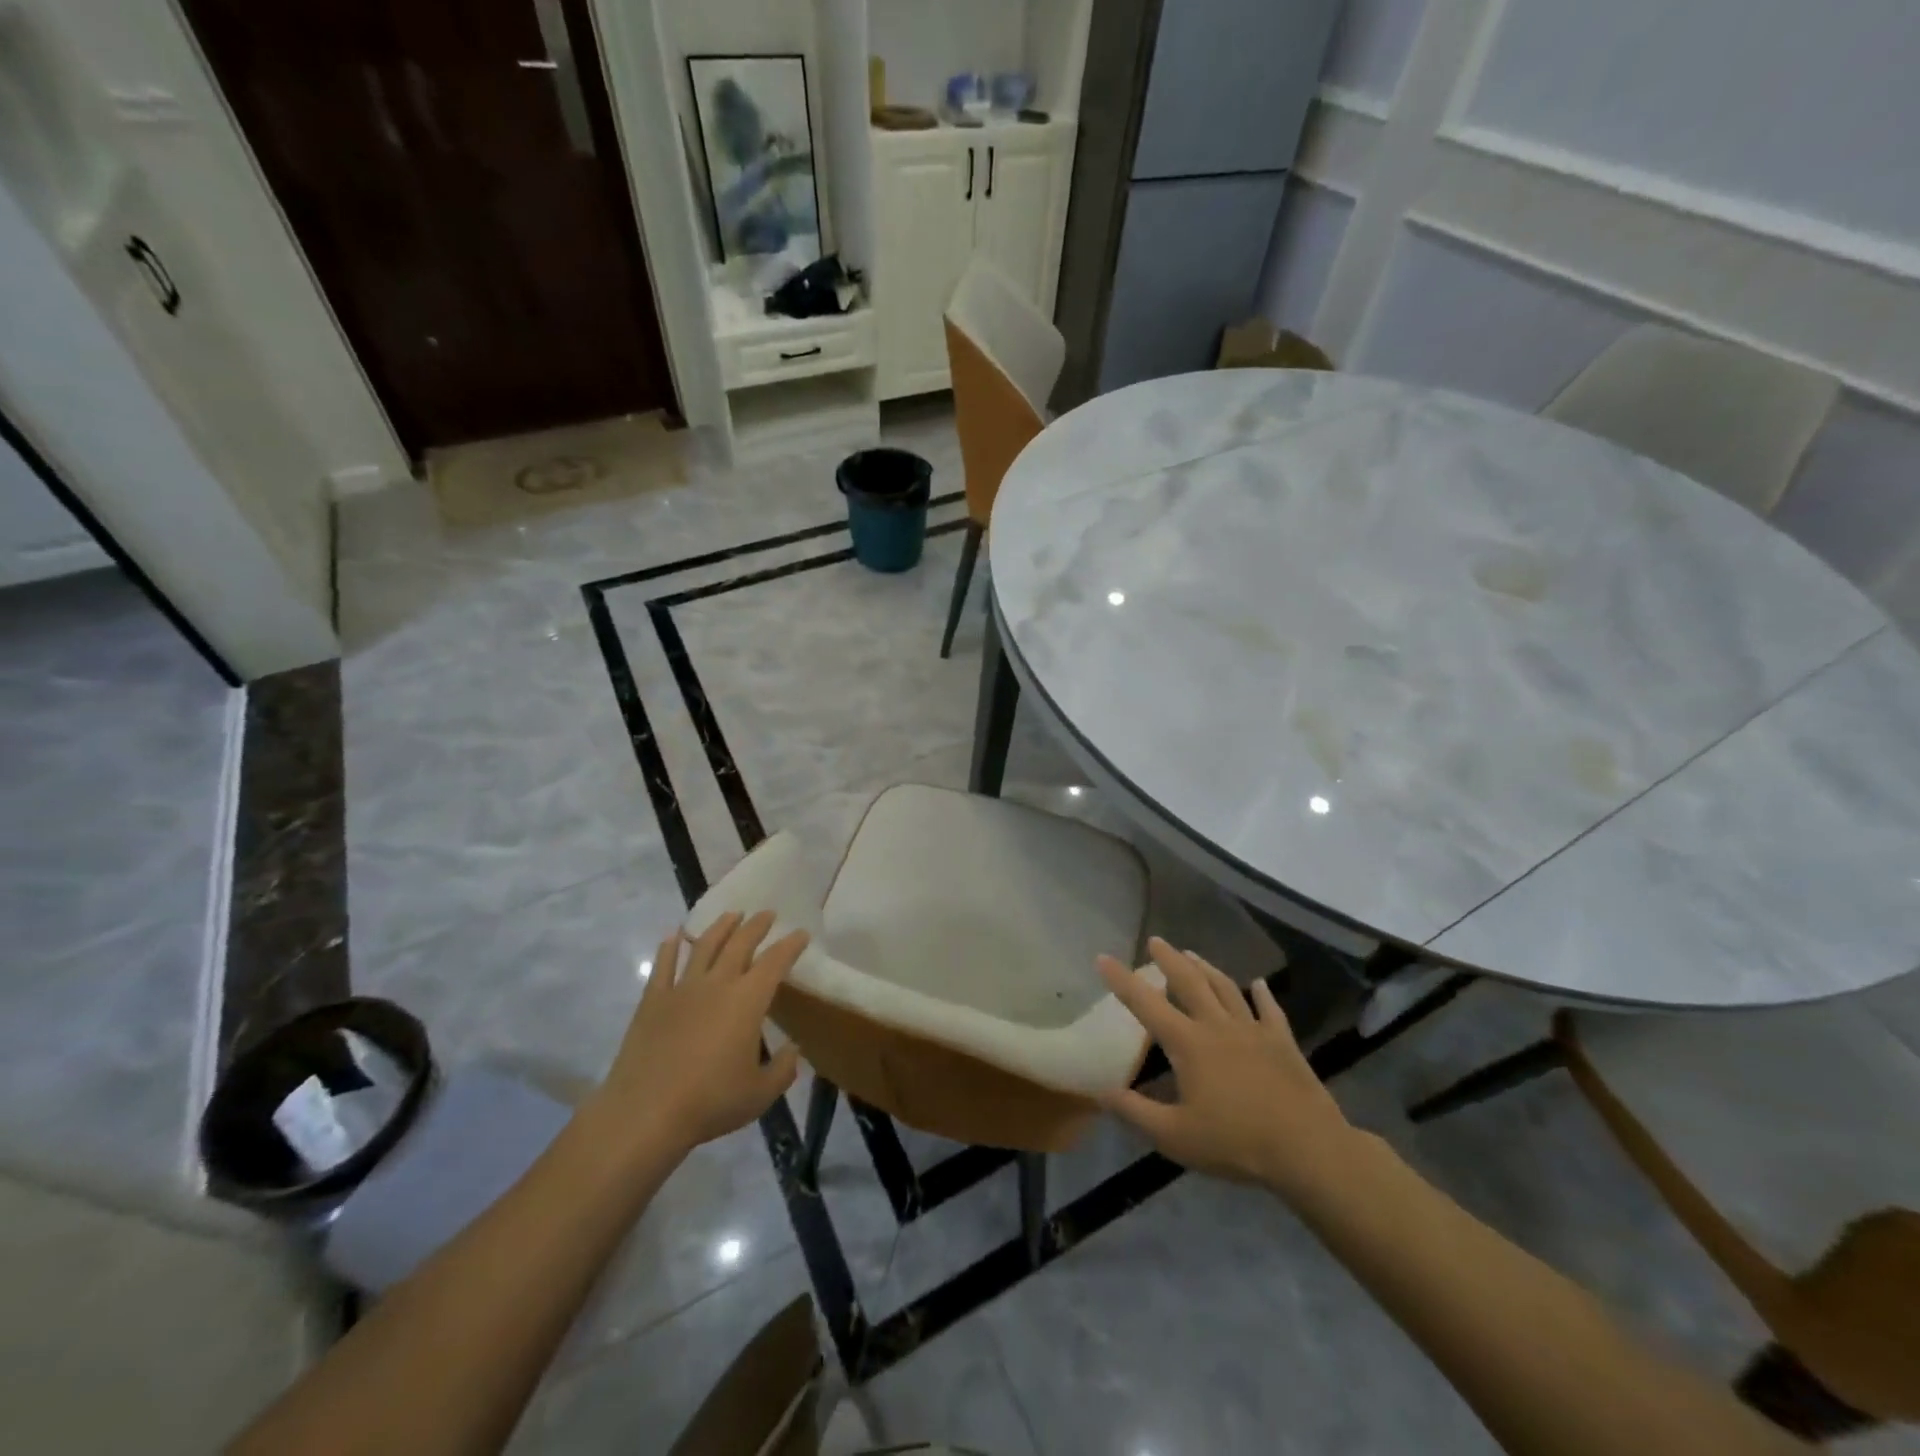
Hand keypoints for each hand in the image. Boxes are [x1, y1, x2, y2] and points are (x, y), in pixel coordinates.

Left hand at [592, 910, 807, 1163]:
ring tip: (731, 915)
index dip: (791, 945)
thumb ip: (783, 1069)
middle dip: (756, 925)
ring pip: (704, 946)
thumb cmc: (710, 1102)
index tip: (801, 933)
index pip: (775, 961)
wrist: (645, 1113)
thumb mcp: (760, 1093)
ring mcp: (682, 989)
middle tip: (767, 914)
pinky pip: (663, 966)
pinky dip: (669, 947)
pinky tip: (673, 935)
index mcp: (748, 1000)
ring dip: (720, 927)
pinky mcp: (653, 1001)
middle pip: (740, 943)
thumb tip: (793, 1050)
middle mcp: (717, 984)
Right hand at [1098, 938, 1356, 1198]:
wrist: (1308, 1149)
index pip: (1146, 1004)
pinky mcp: (1283, 1043)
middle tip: (1156, 941)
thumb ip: (1135, 1112)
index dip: (1122, 980)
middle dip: (1169, 959)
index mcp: (1188, 1044)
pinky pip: (1270, 1011)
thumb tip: (1100, 1091)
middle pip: (1190, 982)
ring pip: (1225, 988)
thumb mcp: (1175, 1137)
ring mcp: (1253, 1031)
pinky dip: (1263, 994)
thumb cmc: (1236, 1143)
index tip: (1103, 957)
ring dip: (1206, 968)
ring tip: (1192, 953)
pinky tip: (1259, 984)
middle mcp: (1218, 1026)